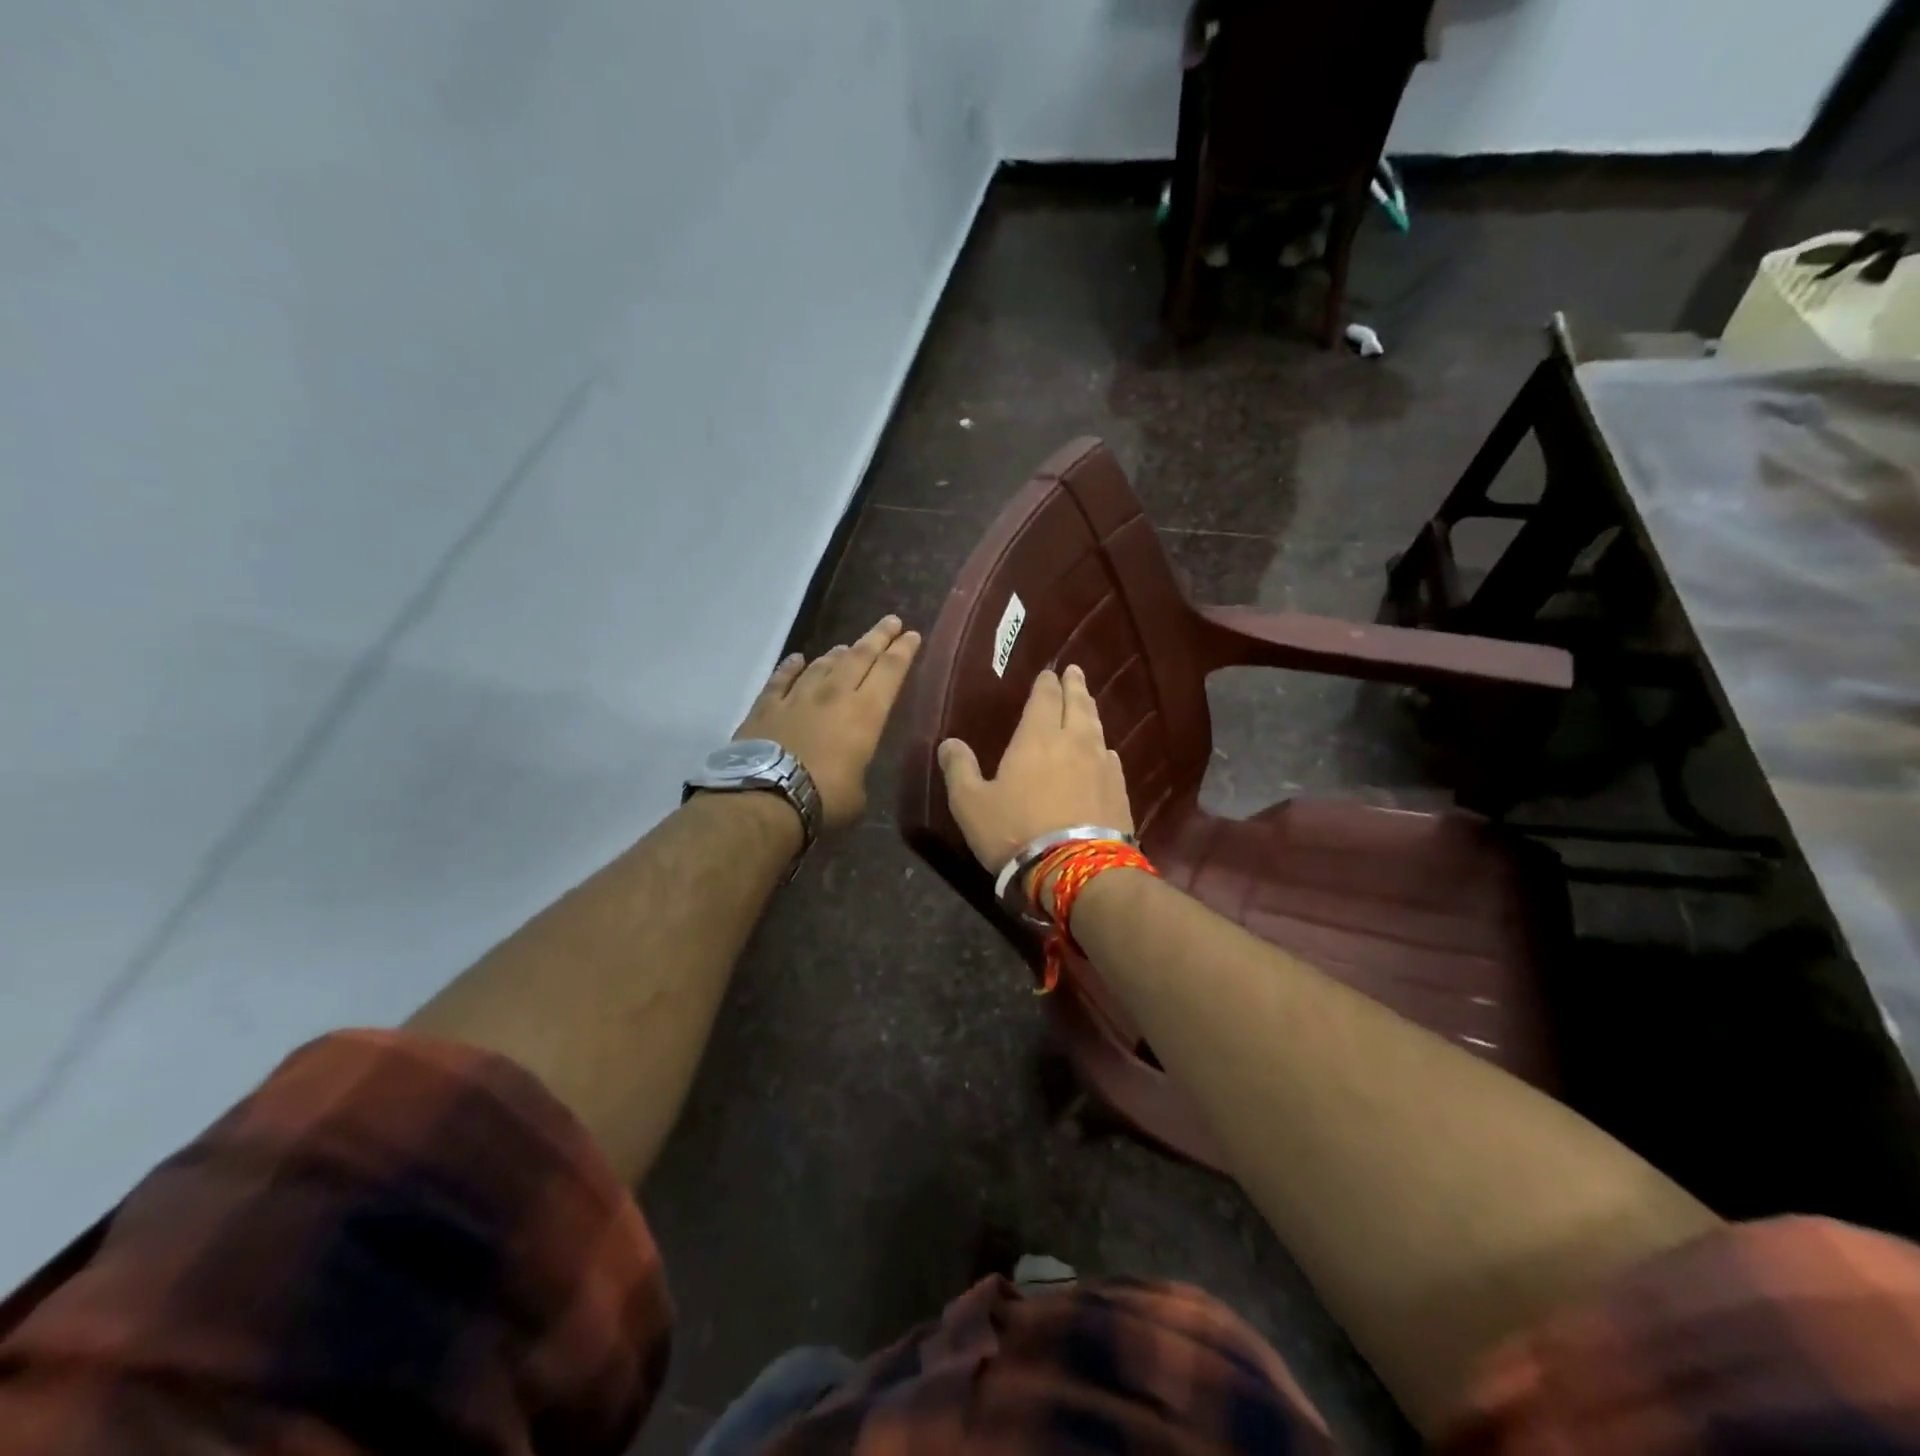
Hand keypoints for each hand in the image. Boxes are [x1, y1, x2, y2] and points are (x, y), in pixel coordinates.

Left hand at [735, 615, 921, 831]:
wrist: (766, 798)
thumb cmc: (825, 800)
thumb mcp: (857, 794)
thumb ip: (856, 771)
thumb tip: (848, 770)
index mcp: (866, 714)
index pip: (891, 672)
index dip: (903, 651)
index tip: (912, 635)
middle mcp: (834, 695)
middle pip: (860, 656)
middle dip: (878, 637)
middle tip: (891, 621)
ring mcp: (798, 697)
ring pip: (823, 664)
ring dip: (838, 654)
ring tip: (847, 647)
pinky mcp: (766, 706)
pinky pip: (781, 679)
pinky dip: (791, 667)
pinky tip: (797, 659)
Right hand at [937, 665, 1133, 876]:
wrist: (1077, 870)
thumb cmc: (1016, 831)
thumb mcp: (971, 804)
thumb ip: (959, 770)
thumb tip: (949, 742)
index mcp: (1037, 738)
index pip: (1044, 699)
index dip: (1046, 684)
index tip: (1049, 673)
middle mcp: (1073, 742)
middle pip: (1077, 705)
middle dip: (1074, 687)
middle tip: (1075, 672)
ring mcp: (1101, 766)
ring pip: (1096, 728)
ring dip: (1090, 711)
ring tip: (1087, 703)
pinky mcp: (1118, 791)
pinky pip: (1111, 758)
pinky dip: (1104, 747)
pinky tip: (1106, 752)